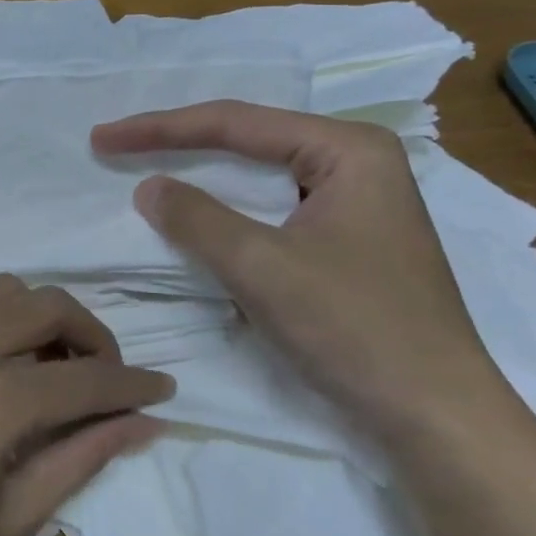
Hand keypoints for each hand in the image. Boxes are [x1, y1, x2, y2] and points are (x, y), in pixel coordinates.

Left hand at [0, 275, 172, 535]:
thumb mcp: (13, 517)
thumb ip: (81, 457)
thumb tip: (143, 423)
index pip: (86, 376)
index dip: (133, 383)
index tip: (164, 390)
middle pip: (45, 305)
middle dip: (90, 334)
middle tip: (103, 377)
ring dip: (36, 318)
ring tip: (46, 367)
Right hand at [91, 102, 508, 446]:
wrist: (432, 412)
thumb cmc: (354, 328)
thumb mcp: (262, 266)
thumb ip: (197, 219)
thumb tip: (148, 186)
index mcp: (348, 150)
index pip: (237, 123)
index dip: (161, 129)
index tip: (103, 138)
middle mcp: (355, 164)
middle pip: (249, 141)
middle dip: (179, 144)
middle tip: (116, 147)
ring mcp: (354, 204)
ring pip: (259, 178)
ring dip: (201, 177)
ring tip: (146, 169)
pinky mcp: (345, 242)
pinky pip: (270, 211)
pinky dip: (226, 213)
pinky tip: (197, 217)